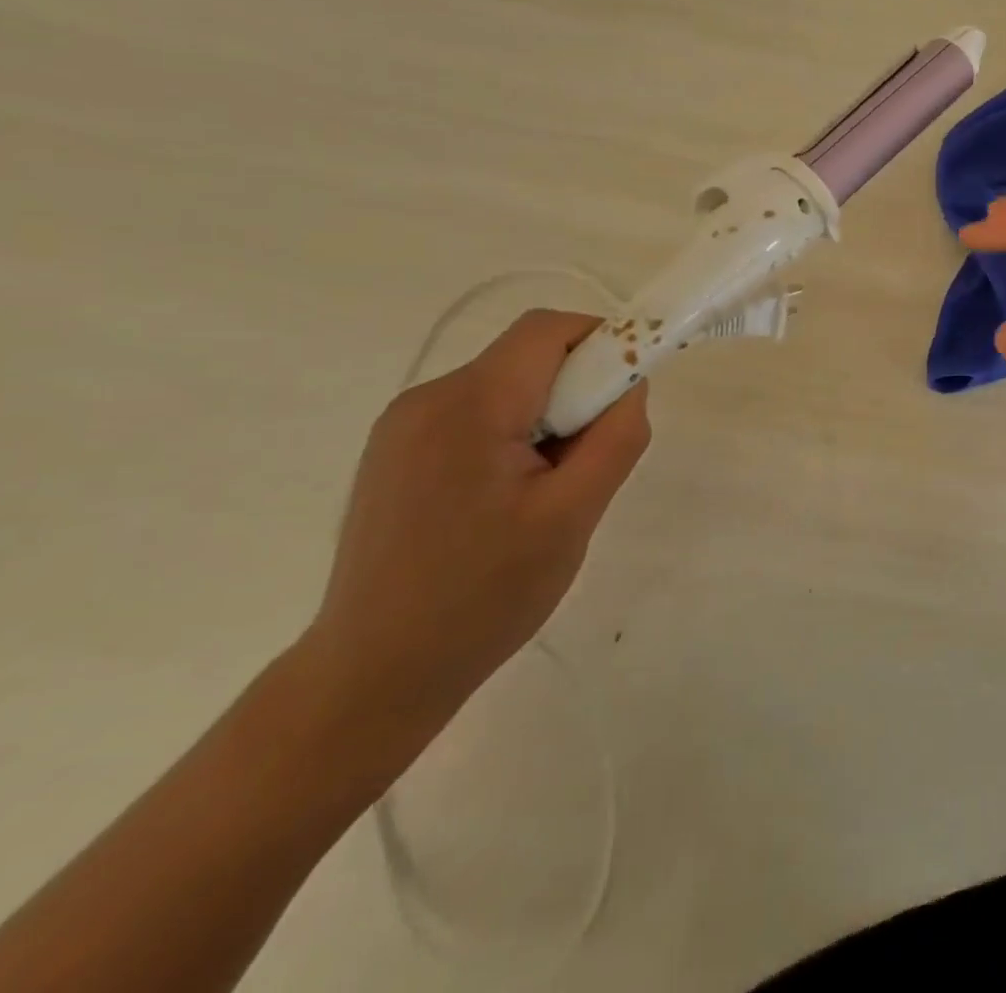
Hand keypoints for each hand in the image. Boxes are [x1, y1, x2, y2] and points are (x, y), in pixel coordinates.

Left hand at [303, 310, 651, 738]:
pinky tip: (504, 502)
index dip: (602, 343)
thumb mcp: (573, 516)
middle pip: (527, 358)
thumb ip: (615, 437)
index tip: (624, 396)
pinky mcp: (394, 453)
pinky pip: (474, 415)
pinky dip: (509, 436)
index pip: (548, 330)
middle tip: (585, 464)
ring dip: (544, 419)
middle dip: (574, 393)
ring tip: (544, 494)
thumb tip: (631, 383)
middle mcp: (428, 398)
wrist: (375, 675)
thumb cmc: (485, 596)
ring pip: (504, 388)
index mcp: (470, 405)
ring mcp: (402, 426)